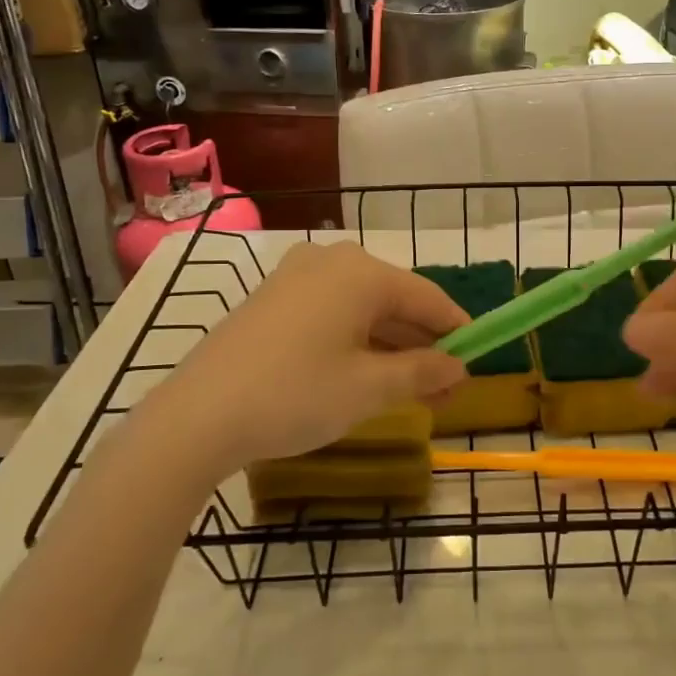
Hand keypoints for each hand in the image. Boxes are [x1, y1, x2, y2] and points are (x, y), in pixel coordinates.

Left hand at [125, 242, 468, 485]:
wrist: (197, 415)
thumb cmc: (295, 394)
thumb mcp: (369, 388)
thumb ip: (422, 372)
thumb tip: (458, 366)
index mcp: (362, 272)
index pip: (428, 297)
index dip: (457, 330)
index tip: (477, 360)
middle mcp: (331, 261)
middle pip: (395, 300)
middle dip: (423, 344)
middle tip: (444, 389)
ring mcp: (296, 276)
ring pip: (362, 308)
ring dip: (390, 346)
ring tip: (411, 389)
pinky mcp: (272, 298)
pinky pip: (331, 312)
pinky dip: (355, 340)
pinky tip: (363, 374)